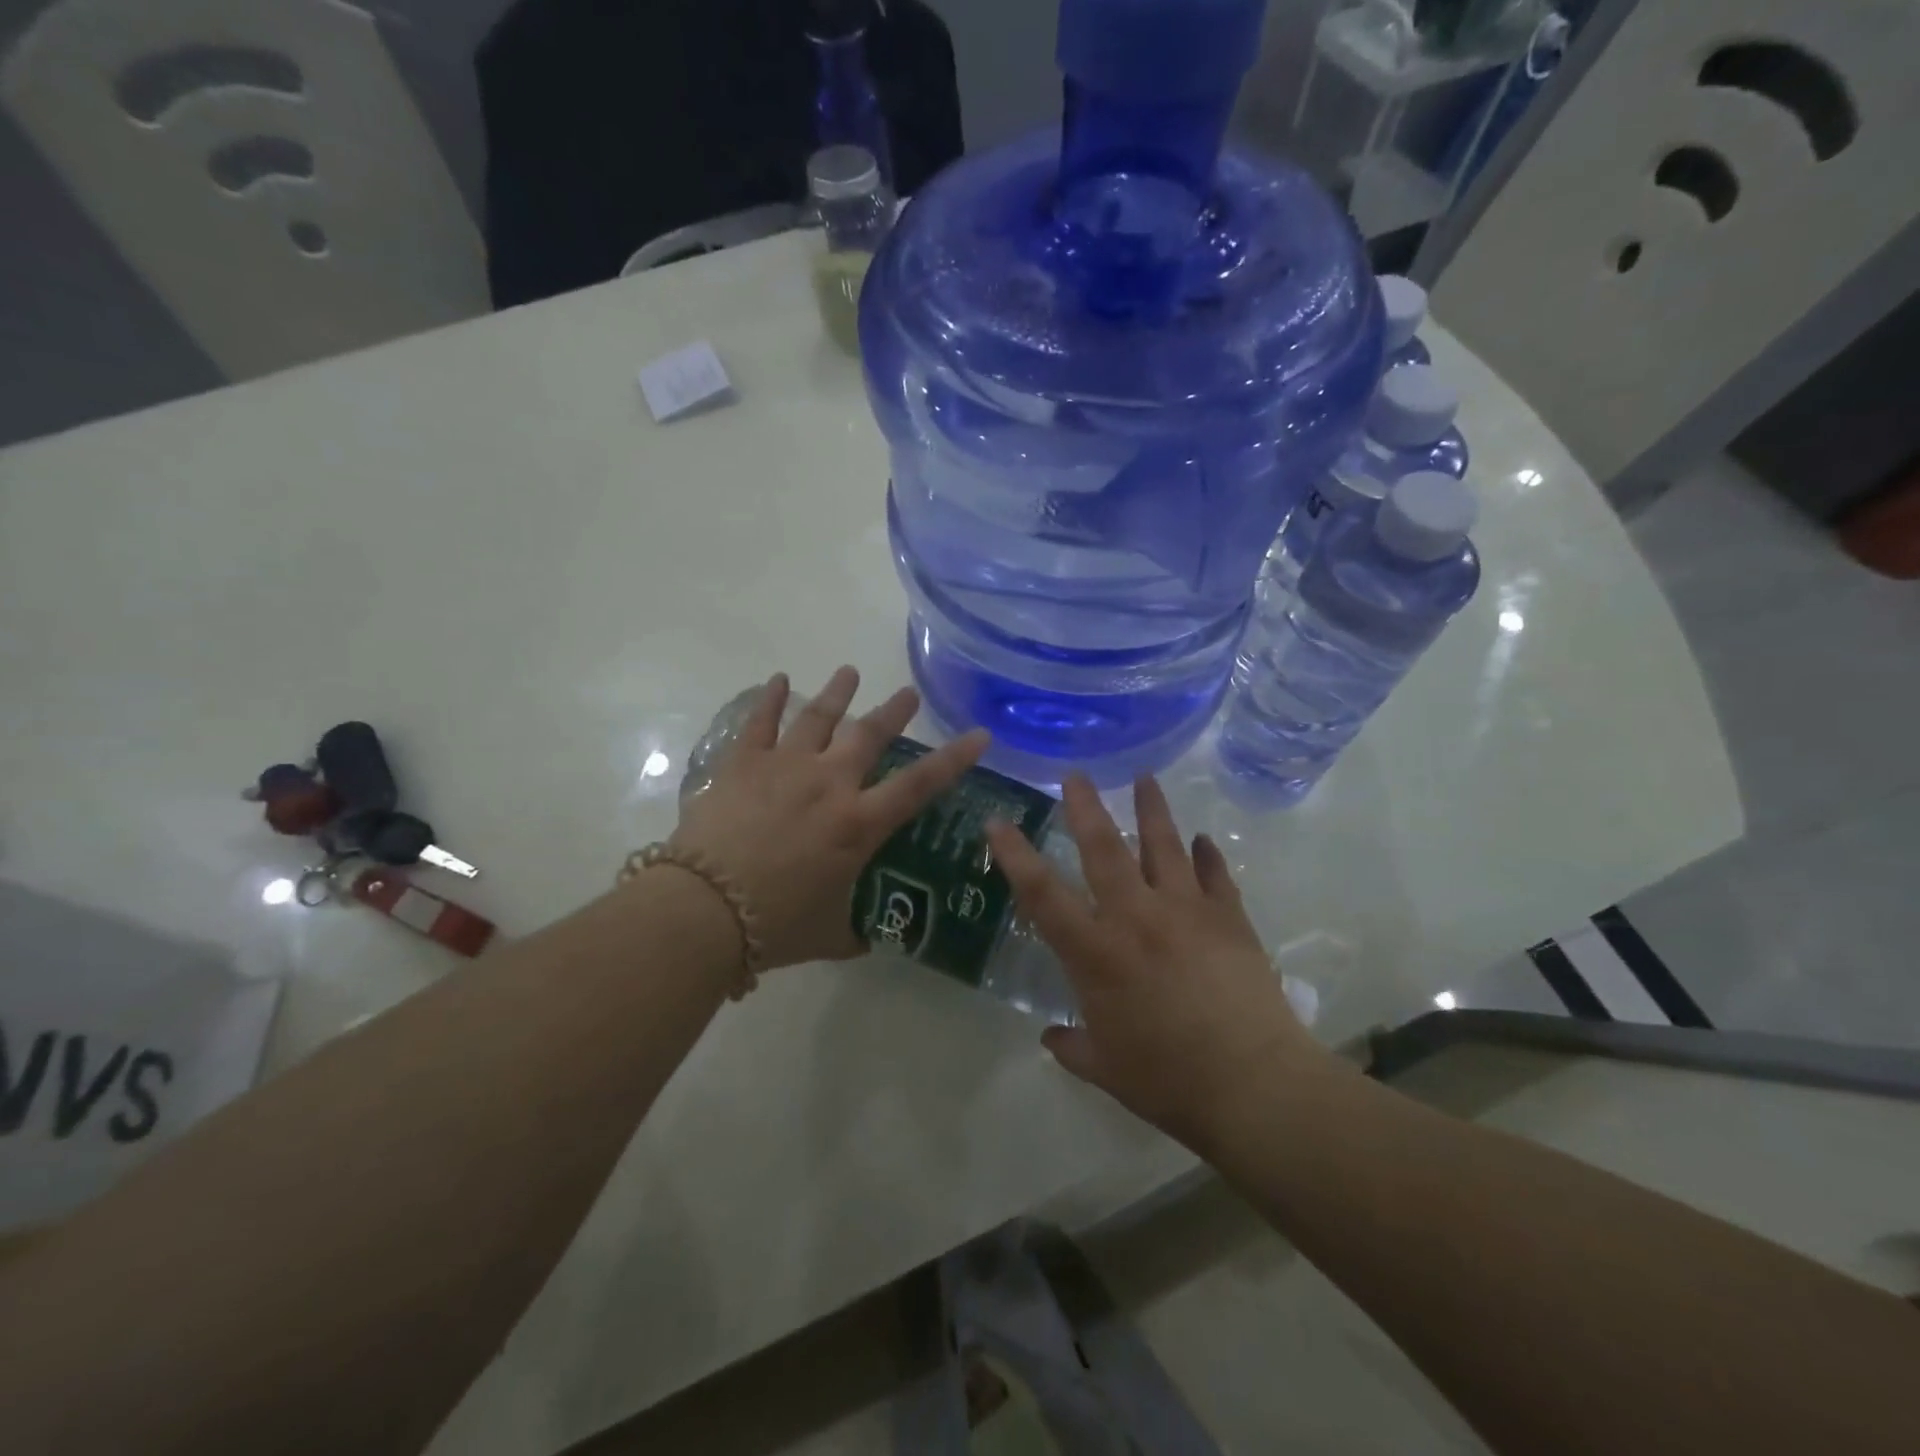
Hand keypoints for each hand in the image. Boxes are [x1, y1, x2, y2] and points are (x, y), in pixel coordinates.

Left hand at [672, 666, 989, 969]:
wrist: (704, 909)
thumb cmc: (776, 924)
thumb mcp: (829, 934)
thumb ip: (854, 930)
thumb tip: (866, 937)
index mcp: (858, 824)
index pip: (919, 784)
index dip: (953, 758)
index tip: (978, 735)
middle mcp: (829, 784)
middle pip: (869, 735)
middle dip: (893, 712)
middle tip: (907, 694)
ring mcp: (785, 767)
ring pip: (819, 717)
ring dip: (838, 693)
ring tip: (850, 673)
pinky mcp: (743, 764)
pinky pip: (760, 722)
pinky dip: (770, 698)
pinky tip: (778, 680)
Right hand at [986, 776, 1326, 1143]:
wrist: (1254, 1085)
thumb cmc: (1168, 1080)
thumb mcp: (1106, 1070)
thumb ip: (1072, 1047)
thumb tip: (1050, 1037)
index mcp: (1096, 953)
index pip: (1042, 894)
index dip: (1014, 855)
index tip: (996, 821)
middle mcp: (1136, 917)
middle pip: (1104, 847)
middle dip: (1086, 807)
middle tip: (1076, 774)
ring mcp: (1187, 910)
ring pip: (1164, 844)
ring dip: (1152, 808)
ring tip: (1145, 777)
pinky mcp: (1229, 917)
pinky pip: (1216, 873)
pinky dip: (1207, 853)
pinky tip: (1203, 840)